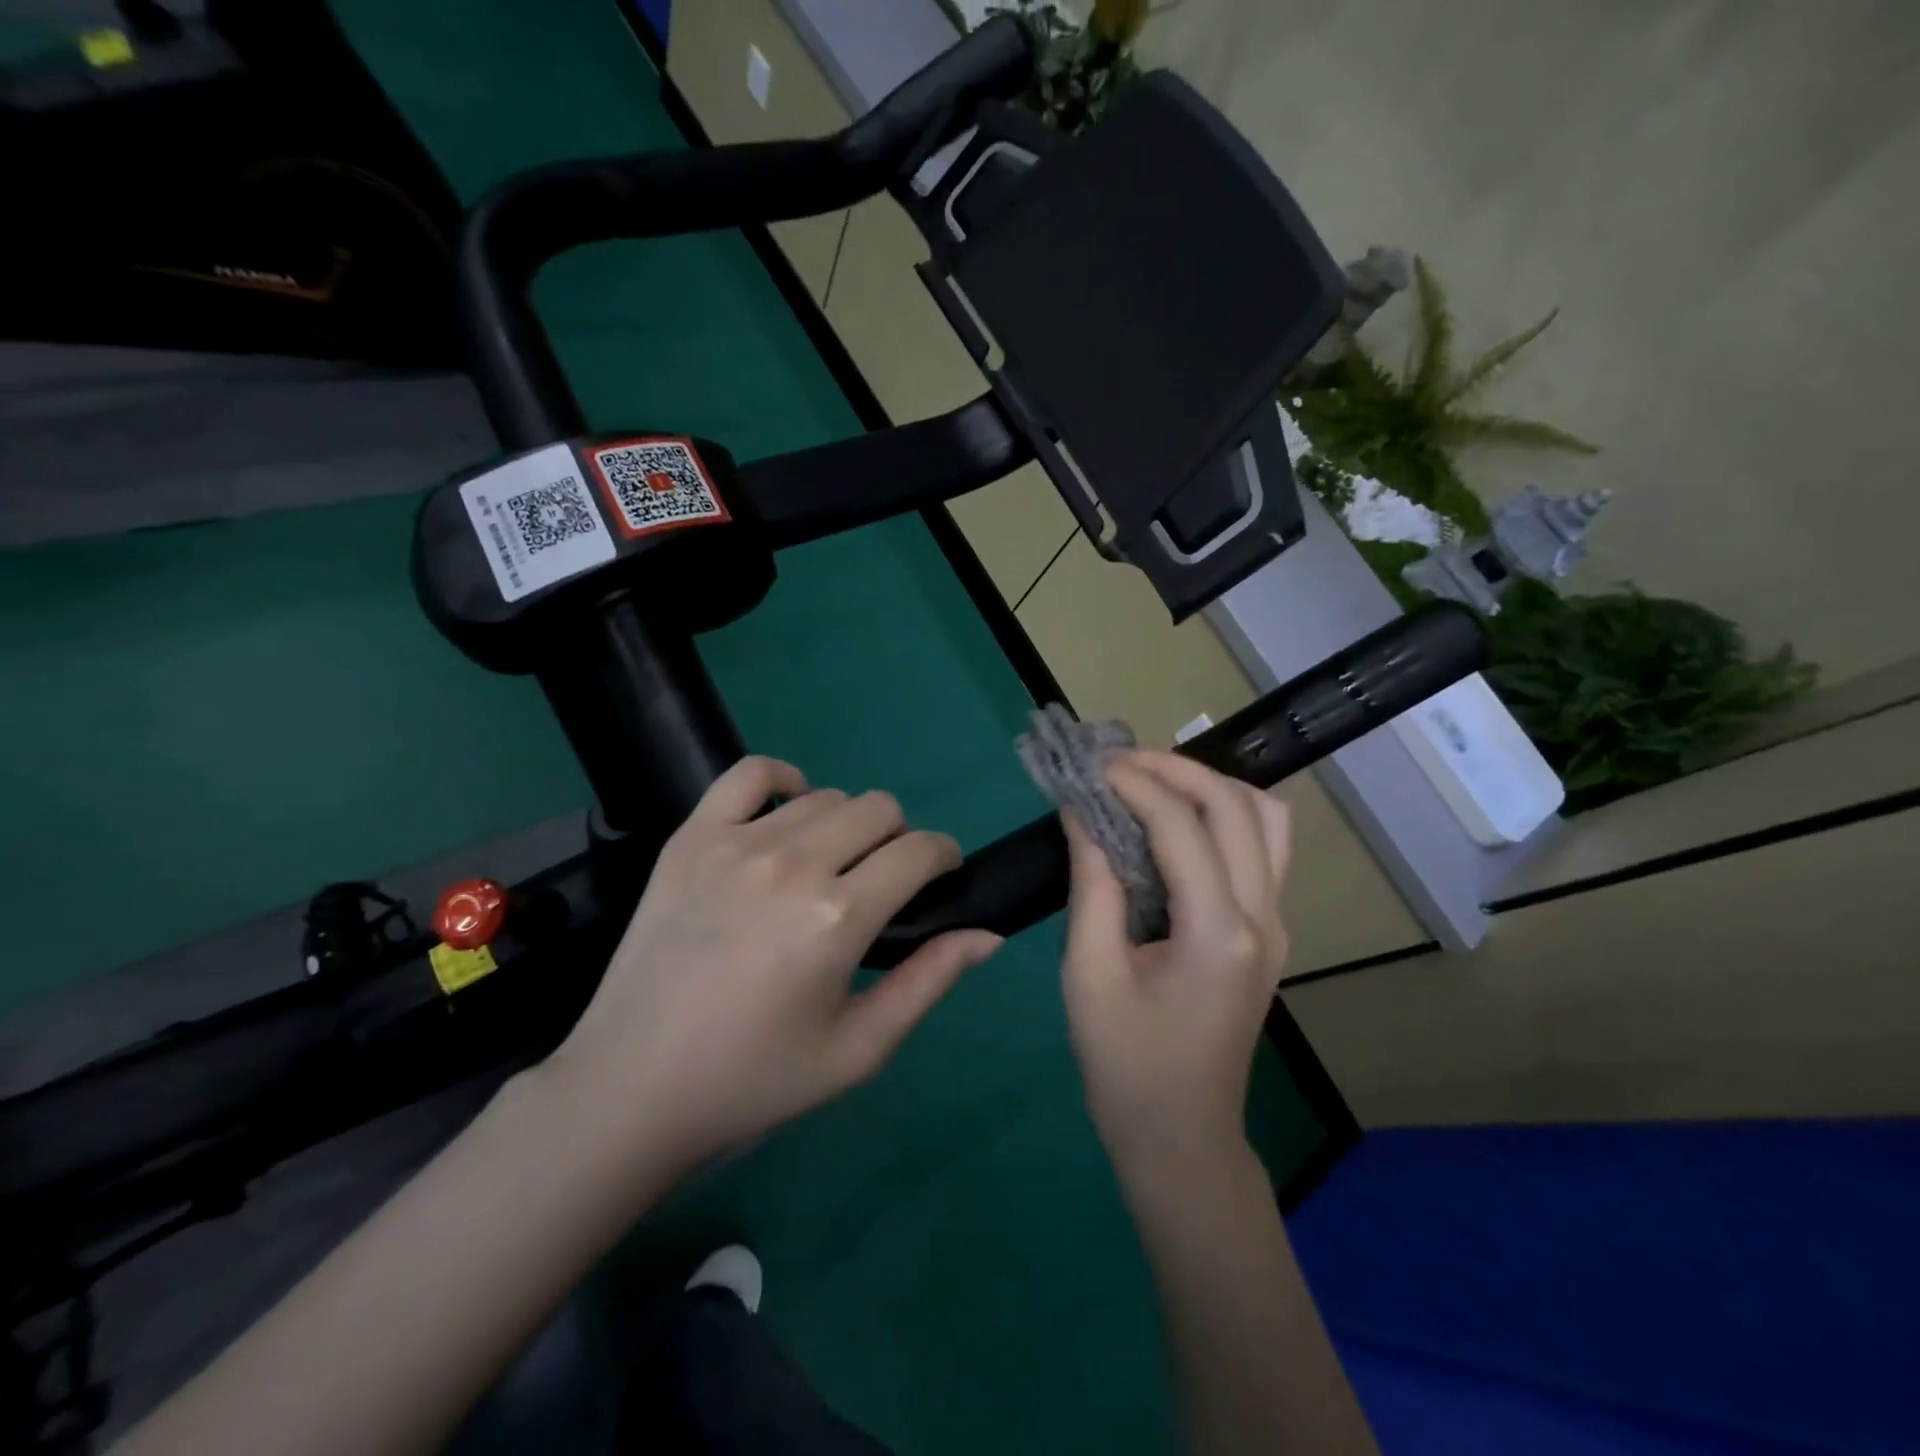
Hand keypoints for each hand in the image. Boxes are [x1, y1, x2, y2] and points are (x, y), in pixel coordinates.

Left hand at [546, 757, 1001, 1172]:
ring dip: (846, 824)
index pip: (920, 851)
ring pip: (826, 795)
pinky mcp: (691, 837)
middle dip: (899, 840)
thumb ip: (930, 983)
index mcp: (837, 918)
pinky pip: (750, 773)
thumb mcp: (858, 1050)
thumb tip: (988, 934)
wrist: (633, 1086)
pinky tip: (787, 813)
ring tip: (829, 866)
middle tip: (879, 884)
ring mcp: (736, 843)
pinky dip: (782, 780)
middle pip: (879, 809)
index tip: (938, 879)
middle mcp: (792, 864)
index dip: (944, 858)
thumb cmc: (754, 1078)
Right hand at [1061, 751, 1292, 1180]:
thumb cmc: (1125, 1065)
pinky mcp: (1269, 932)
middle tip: (1118, 764)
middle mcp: (1264, 918)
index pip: (1182, 827)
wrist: (1181, 1139)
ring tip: (1151, 783)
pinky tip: (1176, 822)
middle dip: (1177, 770)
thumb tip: (1082, 812)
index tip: (1090, 767)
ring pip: (1267, 820)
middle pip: (1238, 807)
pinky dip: (1223, 815)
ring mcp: (1277, 925)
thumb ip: (1091, 885)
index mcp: (1218, 933)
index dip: (1135, 784)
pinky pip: (1262, 848)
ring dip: (1211, 787)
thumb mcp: (1088, 974)